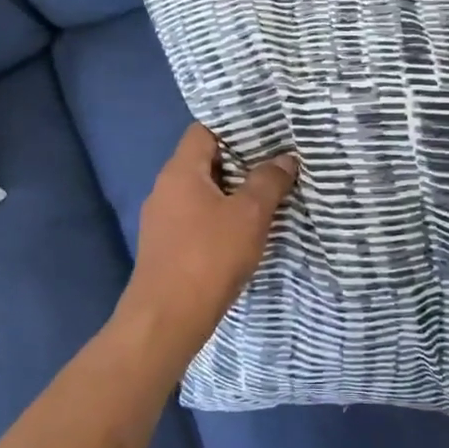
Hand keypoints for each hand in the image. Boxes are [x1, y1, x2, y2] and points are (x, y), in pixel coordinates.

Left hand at [118, 124, 298, 368]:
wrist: (165, 321)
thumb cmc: (208, 257)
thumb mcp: (248, 215)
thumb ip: (268, 182)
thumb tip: (286, 158)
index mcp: (179, 171)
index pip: (204, 130)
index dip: (234, 127)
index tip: (266, 130)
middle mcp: (165, 188)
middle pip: (204, 160)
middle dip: (240, 160)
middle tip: (277, 160)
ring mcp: (162, 219)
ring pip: (202, 191)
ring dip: (232, 191)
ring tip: (268, 193)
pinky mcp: (166, 246)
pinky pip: (197, 217)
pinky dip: (220, 216)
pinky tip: (245, 229)